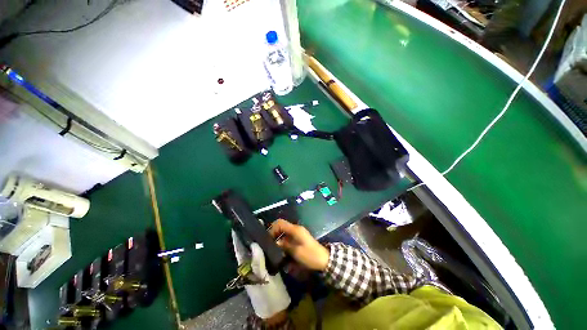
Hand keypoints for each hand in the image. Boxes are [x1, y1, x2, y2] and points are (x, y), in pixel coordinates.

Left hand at [231, 231, 290, 318]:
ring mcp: (260, 264)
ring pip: (258, 247)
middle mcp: (251, 263)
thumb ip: (258, 262)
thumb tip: (254, 243)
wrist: (276, 307)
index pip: (239, 248)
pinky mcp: (268, 265)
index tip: (239, 224)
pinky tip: (272, 237)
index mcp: (245, 266)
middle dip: (251, 233)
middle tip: (257, 221)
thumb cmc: (266, 295)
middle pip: (249, 246)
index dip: (238, 236)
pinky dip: (267, 243)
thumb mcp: (261, 279)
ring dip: (260, 237)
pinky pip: (266, 251)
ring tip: (264, 225)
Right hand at [269, 219, 329, 270]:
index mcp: (295, 229)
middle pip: (281, 227)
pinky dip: (283, 243)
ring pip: (284, 233)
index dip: (272, 229)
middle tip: (269, 245)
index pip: (280, 223)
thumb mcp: (296, 251)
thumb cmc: (310, 255)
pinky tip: (282, 252)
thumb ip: (285, 245)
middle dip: (274, 235)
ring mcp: (298, 234)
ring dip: (279, 240)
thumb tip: (275, 242)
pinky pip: (288, 238)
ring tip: (274, 250)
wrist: (323, 260)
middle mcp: (296, 229)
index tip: (268, 239)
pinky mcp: (299, 239)